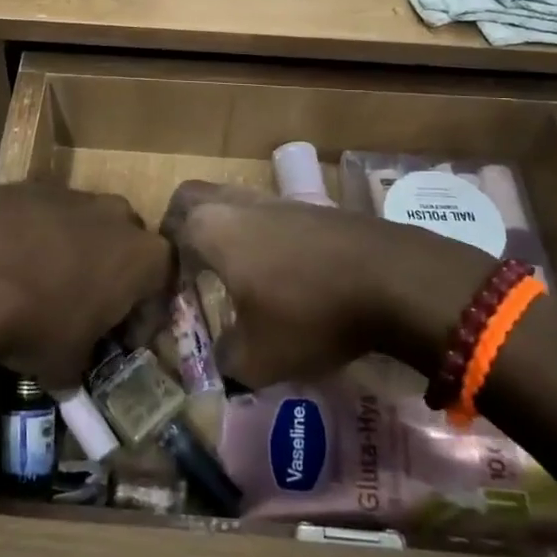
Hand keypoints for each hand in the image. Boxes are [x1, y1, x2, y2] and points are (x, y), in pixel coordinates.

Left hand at [0, 183, 169, 386]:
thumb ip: (77, 369)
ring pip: (85, 225)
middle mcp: (118, 216)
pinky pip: (45, 215)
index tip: (123, 338)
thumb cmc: (39, 320)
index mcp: (144, 257)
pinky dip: (36, 236)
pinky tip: (10, 263)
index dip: (144, 315)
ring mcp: (75, 195)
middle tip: (86, 308)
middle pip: (126, 245)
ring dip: (73, 252)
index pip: (162, 284)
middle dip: (111, 274)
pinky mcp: (32, 185)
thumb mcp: (64, 364)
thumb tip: (68, 382)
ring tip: (42, 285)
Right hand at [162, 182, 493, 387]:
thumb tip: (222, 358)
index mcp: (213, 229)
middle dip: (184, 226)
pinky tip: (280, 270)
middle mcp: (238, 204)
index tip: (172, 290)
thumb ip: (227, 359)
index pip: (169, 227)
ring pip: (233, 202)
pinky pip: (268, 213)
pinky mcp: (312, 206)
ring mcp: (278, 200)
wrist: (393, 278)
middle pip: (194, 197)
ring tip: (236, 272)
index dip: (163, 258)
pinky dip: (260, 234)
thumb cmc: (311, 313)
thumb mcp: (259, 357)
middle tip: (190, 266)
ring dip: (225, 229)